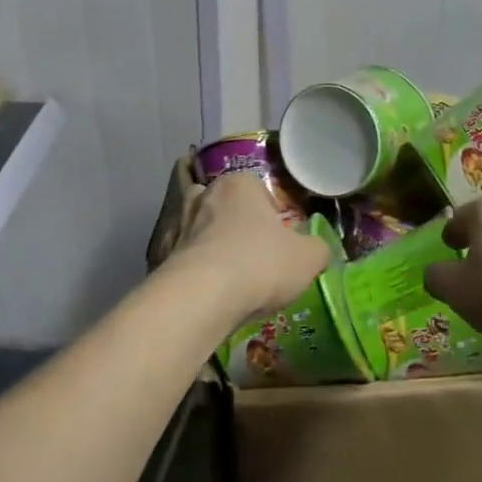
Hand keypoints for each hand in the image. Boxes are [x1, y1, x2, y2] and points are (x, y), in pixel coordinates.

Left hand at [164, 174, 329, 322]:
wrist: (203, 297)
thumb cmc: (260, 263)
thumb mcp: (308, 257)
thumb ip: (318, 248)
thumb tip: (316, 250)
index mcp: (239, 184)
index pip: (256, 187)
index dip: (270, 212)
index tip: (279, 238)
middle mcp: (205, 196)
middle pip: (224, 204)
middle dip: (236, 224)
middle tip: (254, 253)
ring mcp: (180, 225)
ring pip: (200, 229)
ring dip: (212, 245)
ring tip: (231, 275)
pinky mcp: (163, 256)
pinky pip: (186, 258)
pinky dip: (196, 270)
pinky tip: (209, 291)